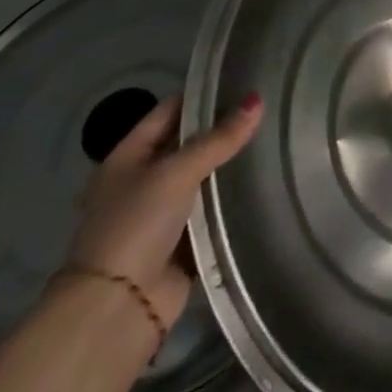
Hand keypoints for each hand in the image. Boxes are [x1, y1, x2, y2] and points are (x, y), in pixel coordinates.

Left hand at [64, 93, 262, 326]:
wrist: (116, 310)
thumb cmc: (136, 225)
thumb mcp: (176, 172)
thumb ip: (219, 139)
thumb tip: (257, 101)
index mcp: (128, 157)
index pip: (169, 112)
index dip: (202, 96)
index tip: (242, 81)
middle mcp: (143, 181)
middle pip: (188, 145)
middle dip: (222, 131)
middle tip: (268, 109)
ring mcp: (161, 214)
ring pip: (203, 179)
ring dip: (229, 168)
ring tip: (275, 140)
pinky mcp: (181, 243)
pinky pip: (212, 213)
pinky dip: (232, 202)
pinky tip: (265, 184)